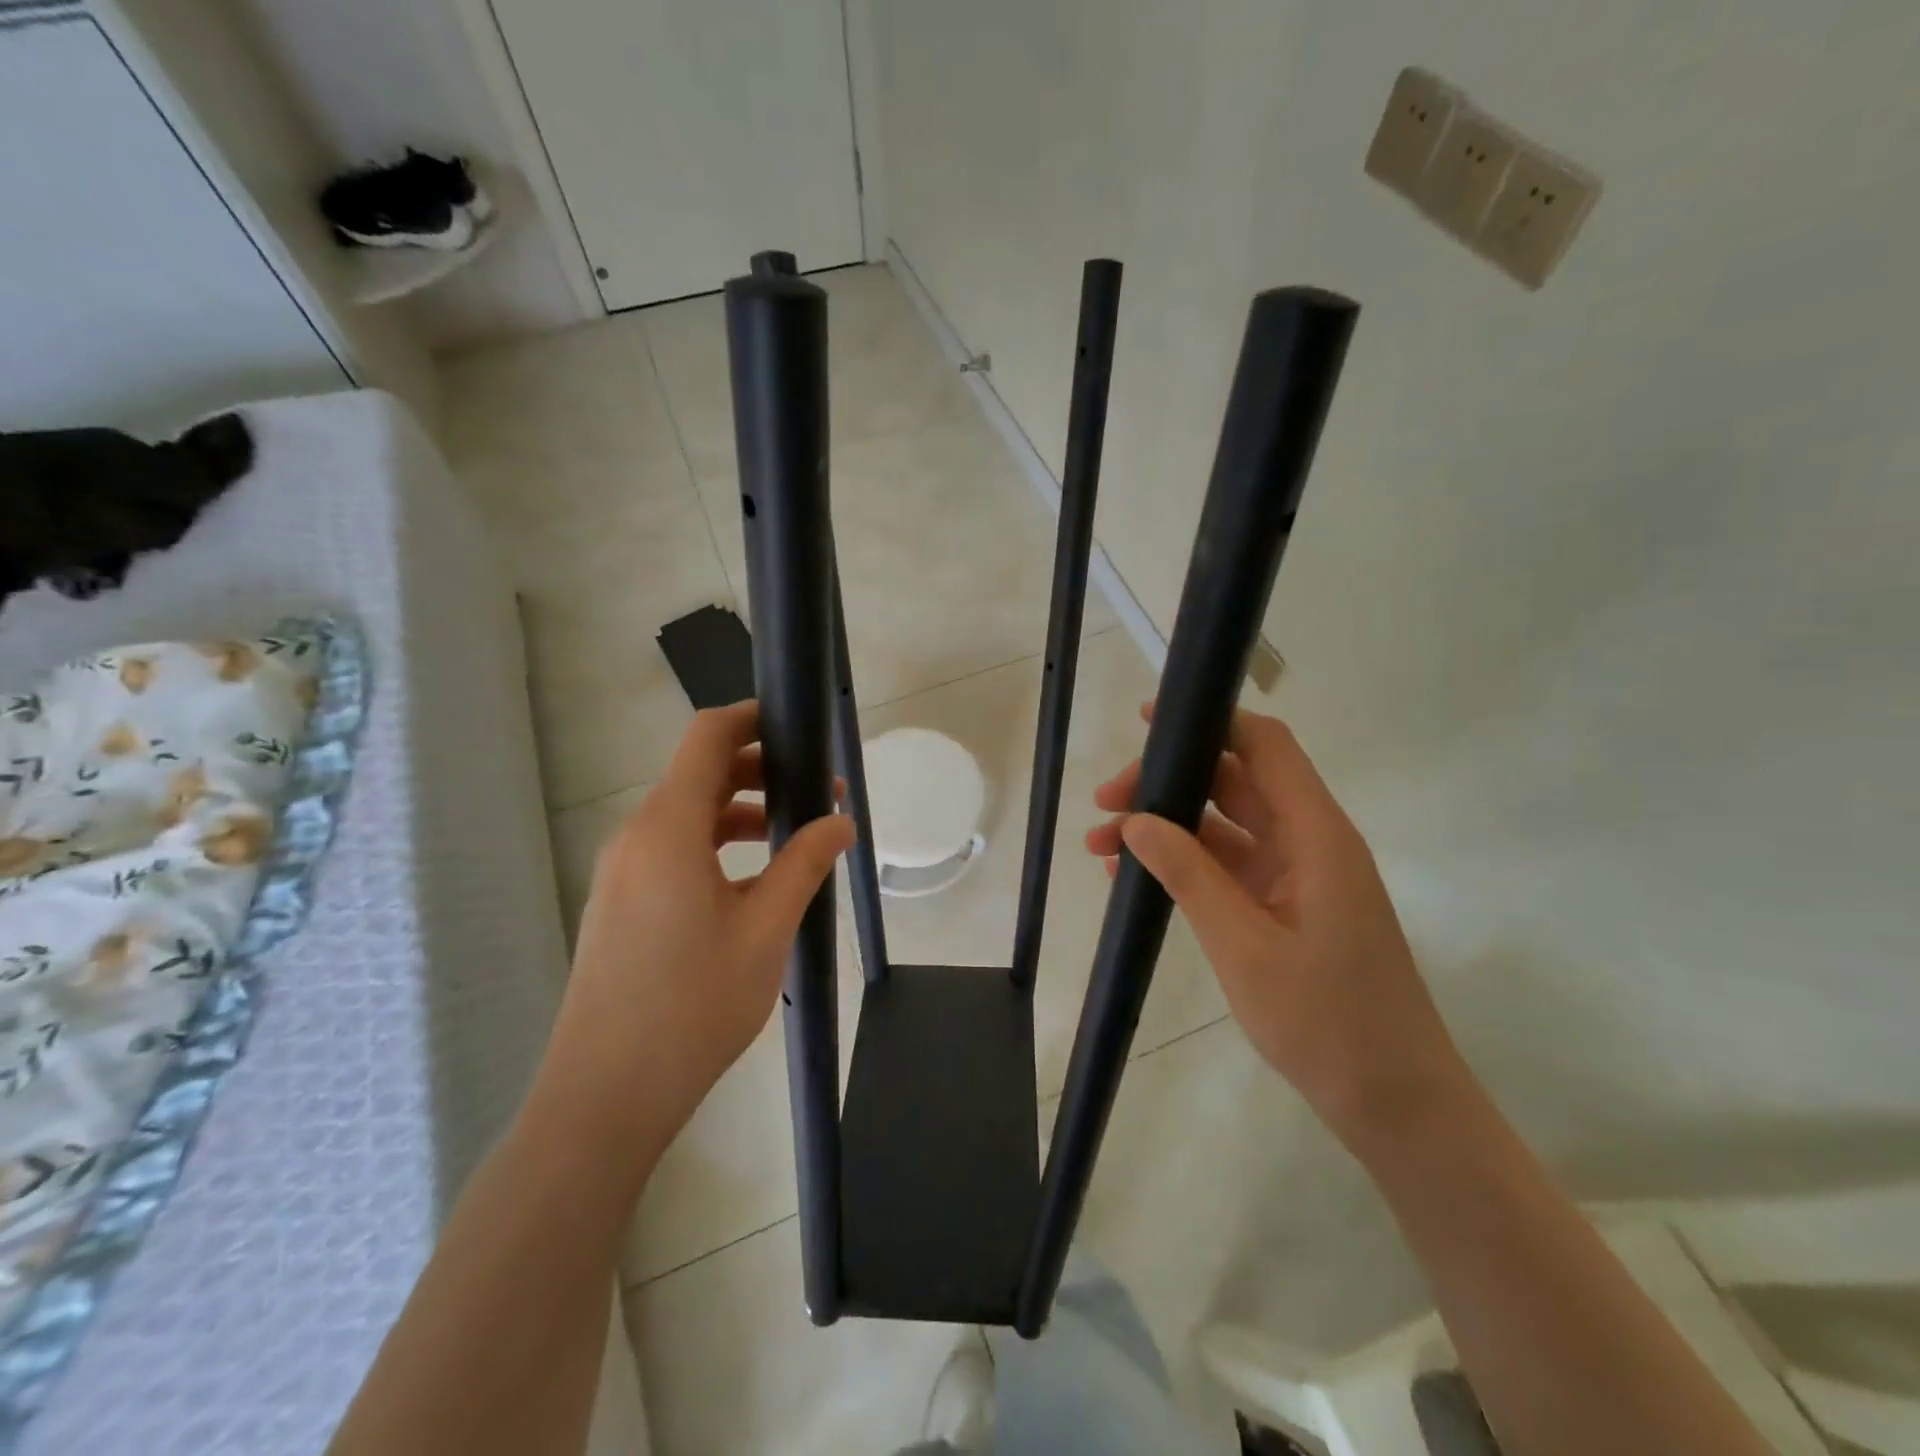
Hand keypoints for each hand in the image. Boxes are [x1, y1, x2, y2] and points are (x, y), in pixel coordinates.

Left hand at [538, 702, 854, 1160]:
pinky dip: (714, 846)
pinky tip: (751, 885)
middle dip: (760, 772)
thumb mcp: (766, 930)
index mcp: (668, 829)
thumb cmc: (693, 1005)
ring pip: (686, 816)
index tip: (797, 724)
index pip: (707, 738)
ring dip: (739, 813)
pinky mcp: (619, 903)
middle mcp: (636, 837)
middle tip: (815, 794)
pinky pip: (671, 850)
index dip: (751, 718)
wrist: (606, 1095)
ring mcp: (621, 872)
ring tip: (792, 839)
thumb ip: (805, 864)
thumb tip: (841, 821)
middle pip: (698, 775)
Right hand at [1085, 705, 1473, 1153]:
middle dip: (1167, 782)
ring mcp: (1297, 875)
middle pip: (1233, 781)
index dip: (1211, 721)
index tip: (1148, 722)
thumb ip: (1188, 874)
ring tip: (1101, 845)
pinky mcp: (1284, 906)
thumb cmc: (1327, 1022)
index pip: (1265, 747)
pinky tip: (1134, 876)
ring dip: (1166, 826)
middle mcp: (1309, 842)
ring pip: (1223, 824)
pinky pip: (1227, 865)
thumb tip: (1134, 820)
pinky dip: (1183, 863)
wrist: (1395, 1104)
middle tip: (1104, 805)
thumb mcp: (1244, 945)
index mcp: (1316, 835)